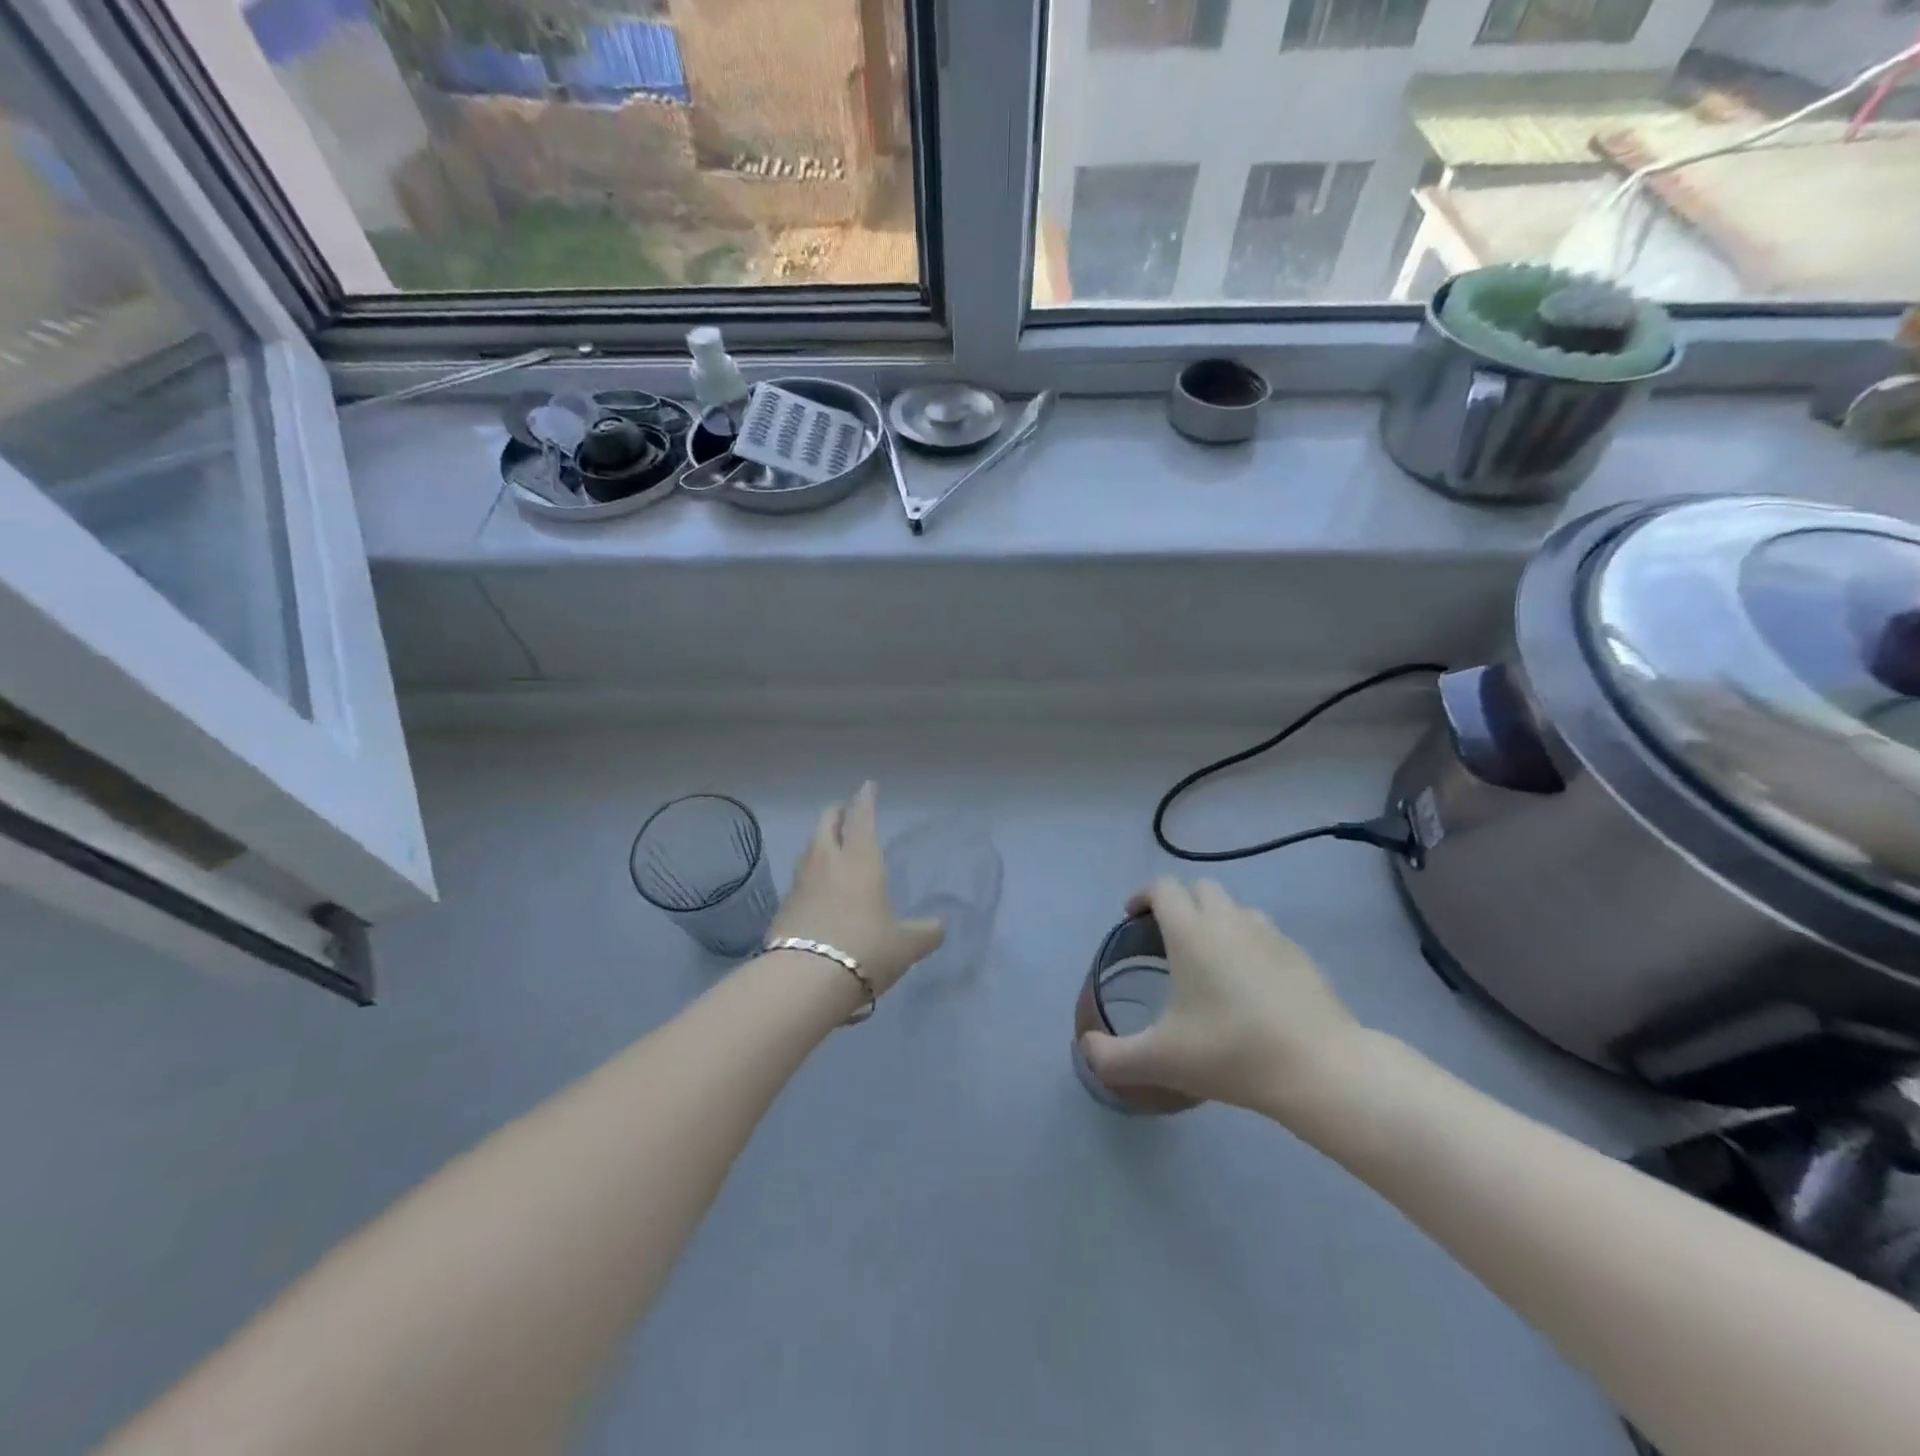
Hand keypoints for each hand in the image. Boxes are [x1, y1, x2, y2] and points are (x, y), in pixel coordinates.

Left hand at [768, 783, 943, 996]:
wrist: (804, 981)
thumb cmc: (864, 951)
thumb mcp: (906, 946)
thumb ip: (925, 933)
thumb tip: (939, 927)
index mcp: (860, 860)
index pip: (862, 817)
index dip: (866, 799)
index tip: (868, 786)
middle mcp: (827, 862)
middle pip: (826, 823)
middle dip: (837, 812)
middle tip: (846, 811)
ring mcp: (800, 882)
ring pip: (810, 847)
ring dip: (821, 839)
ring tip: (831, 845)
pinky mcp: (783, 906)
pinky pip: (800, 877)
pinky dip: (810, 871)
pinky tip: (817, 886)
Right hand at [1078, 878, 1370, 1121]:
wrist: (1320, 1069)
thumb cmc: (1231, 1053)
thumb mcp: (1160, 1061)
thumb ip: (1111, 1057)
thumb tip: (1085, 1049)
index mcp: (1191, 932)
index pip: (1163, 888)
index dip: (1143, 896)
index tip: (1132, 917)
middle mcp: (1229, 920)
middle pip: (1200, 888)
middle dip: (1180, 903)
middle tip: (1168, 939)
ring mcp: (1270, 934)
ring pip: (1236, 908)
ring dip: (1216, 919)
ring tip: (1210, 958)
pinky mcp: (1300, 954)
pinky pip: (1265, 933)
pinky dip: (1248, 943)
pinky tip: (1250, 983)